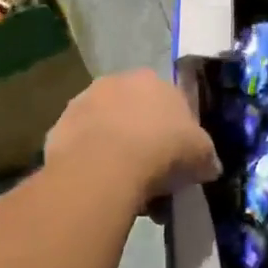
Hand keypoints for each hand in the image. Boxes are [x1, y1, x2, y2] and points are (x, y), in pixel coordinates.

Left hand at [45, 69, 220, 211]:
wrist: (105, 167)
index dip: (175, 131)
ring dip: (113, 150)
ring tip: (123, 188)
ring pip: (105, 128)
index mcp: (154, 80)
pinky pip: (81, 147)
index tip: (177, 159)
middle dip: (142, 139)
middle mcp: (118, 81)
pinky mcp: (58, 127)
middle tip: (151, 176)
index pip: (170, 102)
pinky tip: (98, 187)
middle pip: (134, 112)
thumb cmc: (161, 150)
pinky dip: (89, 163)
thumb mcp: (201, 155)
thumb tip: (209, 166)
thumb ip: (206, 157)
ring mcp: (84, 102)